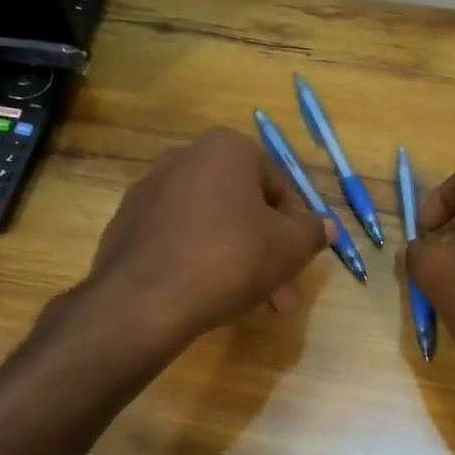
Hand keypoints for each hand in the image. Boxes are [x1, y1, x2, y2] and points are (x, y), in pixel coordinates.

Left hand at [86, 127, 332, 345]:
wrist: (144, 300)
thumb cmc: (231, 259)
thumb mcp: (290, 248)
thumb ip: (313, 233)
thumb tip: (327, 226)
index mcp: (226, 149)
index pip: (278, 186)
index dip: (296, 228)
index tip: (299, 262)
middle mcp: (184, 158)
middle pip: (243, 209)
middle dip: (268, 253)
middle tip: (282, 295)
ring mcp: (149, 191)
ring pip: (212, 227)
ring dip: (238, 261)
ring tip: (251, 305)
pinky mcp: (126, 225)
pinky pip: (178, 240)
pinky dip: (199, 262)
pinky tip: (210, 298)